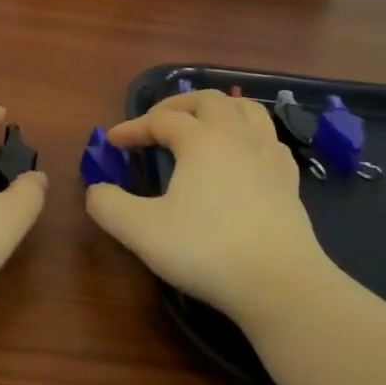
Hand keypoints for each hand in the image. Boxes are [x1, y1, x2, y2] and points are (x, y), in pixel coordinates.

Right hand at [86, 90, 330, 329]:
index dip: (133, 127)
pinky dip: (250, 135)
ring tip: (203, 123)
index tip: (113, 142)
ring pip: (247, 110)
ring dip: (219, 109)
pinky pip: (270, 140)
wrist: (280, 283)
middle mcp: (237, 137)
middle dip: (177, 105)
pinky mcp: (289, 181)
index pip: (161, 120)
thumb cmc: (207, 251)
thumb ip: (109, 206)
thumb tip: (96, 190)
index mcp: (201, 140)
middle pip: (208, 100)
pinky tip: (244, 154)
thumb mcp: (142, 231)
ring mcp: (268, 157)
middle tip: (156, 122)